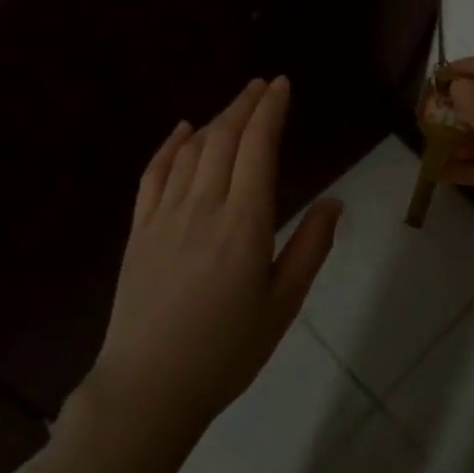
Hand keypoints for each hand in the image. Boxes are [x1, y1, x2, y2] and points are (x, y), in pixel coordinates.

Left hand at [90, 77, 341, 443]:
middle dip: (245, 104)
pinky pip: (153, 173)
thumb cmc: (226, 352)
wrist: (149, 387)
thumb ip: (310, 248)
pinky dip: (169, 145)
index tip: (281, 85)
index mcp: (244, 223)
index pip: (258, 147)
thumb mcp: (282, 305)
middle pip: (224, 137)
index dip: (270, 110)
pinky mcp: (138, 229)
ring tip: (234, 106)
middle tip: (262, 85)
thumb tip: (335, 202)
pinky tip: (181, 130)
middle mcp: (203, 206)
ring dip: (214, 119)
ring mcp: (164, 215)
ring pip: (191, 150)